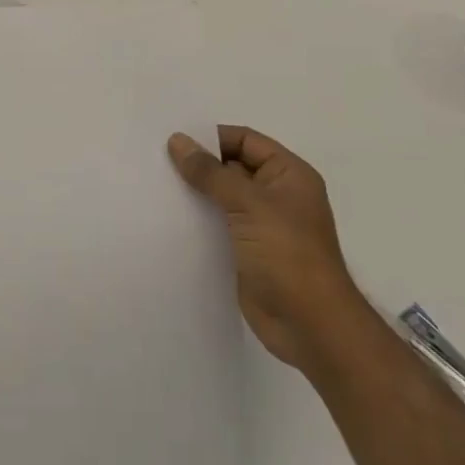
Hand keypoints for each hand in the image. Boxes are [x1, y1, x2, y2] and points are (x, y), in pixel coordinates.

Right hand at [168, 126, 368, 379]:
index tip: (173, 140)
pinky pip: (217, 225)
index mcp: (288, 175)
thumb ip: (211, 172)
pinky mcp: (246, 252)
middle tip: (155, 159)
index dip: (212, 137)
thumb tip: (177, 140)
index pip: (245, 140)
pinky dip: (196, 219)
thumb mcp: (249, 204)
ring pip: (221, 197)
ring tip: (154, 184)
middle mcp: (276, 195)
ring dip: (194, 192)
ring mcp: (261, 225)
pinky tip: (167, 216)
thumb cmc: (288, 255)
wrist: (310, 327)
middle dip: (198, 164)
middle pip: (231, 167)